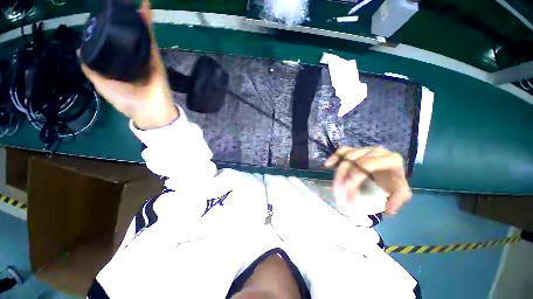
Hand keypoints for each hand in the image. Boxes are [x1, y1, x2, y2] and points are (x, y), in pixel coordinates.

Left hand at [79, 0, 177, 129]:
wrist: (151, 110)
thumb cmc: (127, 101)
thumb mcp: (101, 85)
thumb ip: (91, 70)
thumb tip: (80, 50)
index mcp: (119, 64)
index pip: (112, 42)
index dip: (107, 28)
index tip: (102, 14)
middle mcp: (132, 57)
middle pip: (126, 34)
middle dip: (121, 18)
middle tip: (116, 2)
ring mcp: (145, 55)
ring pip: (138, 32)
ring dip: (135, 16)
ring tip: (128, 0)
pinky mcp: (155, 56)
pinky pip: (150, 36)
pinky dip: (147, 22)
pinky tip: (144, 7)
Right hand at [324, 146, 411, 214]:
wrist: (391, 173)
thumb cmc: (394, 182)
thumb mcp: (401, 193)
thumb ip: (397, 200)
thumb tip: (387, 210)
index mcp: (390, 159)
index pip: (366, 164)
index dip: (354, 177)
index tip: (348, 191)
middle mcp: (376, 150)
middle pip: (353, 160)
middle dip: (344, 176)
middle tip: (340, 192)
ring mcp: (364, 149)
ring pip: (347, 156)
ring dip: (339, 171)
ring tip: (336, 185)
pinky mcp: (355, 149)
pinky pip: (342, 151)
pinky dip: (334, 157)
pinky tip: (327, 165)